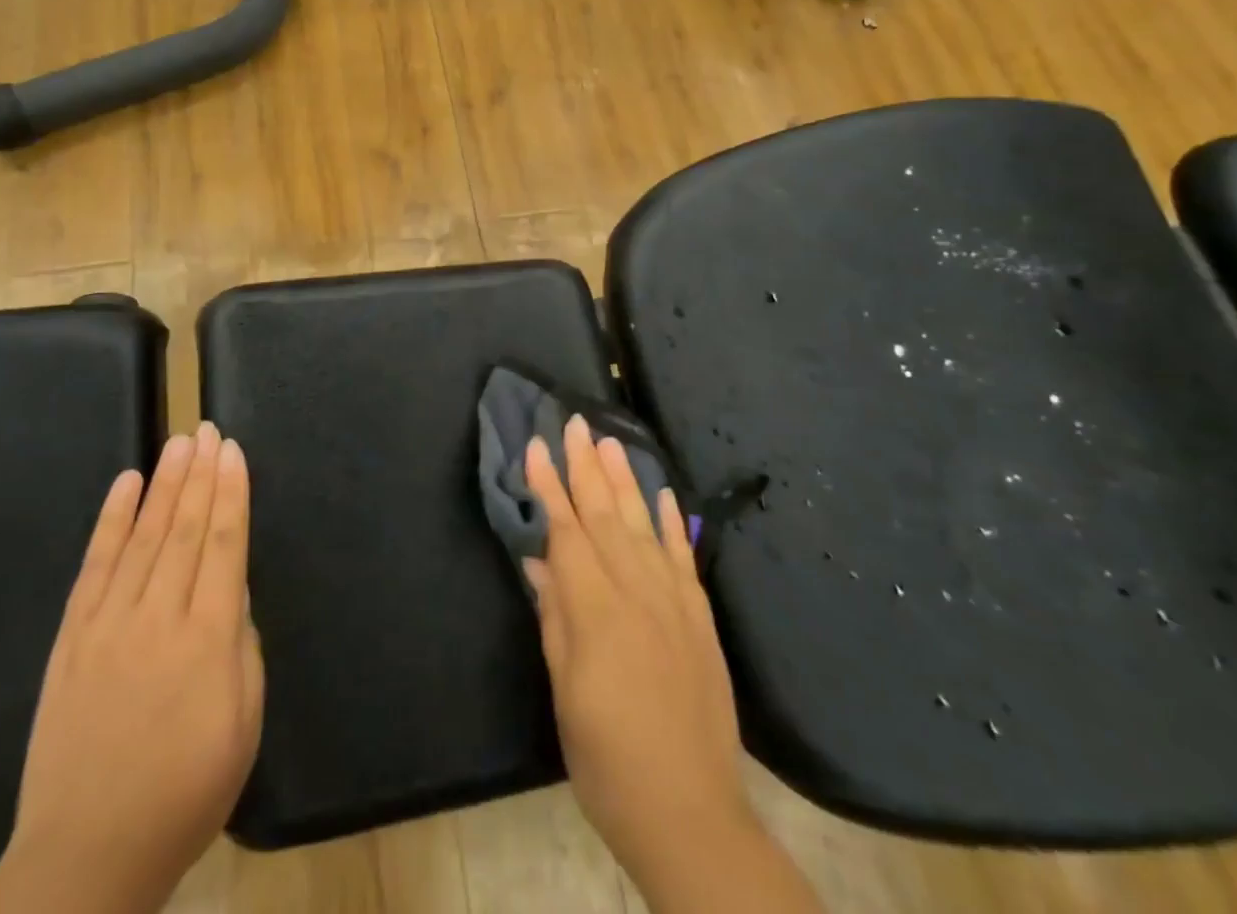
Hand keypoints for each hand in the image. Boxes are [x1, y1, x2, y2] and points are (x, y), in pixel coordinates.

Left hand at [0, 422, 263, 913]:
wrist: (84, 859)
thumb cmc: (184, 794)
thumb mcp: (243, 725)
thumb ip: (242, 646)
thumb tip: (232, 588)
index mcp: (207, 640)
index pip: (223, 545)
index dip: (231, 493)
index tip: (233, 451)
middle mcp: (157, 618)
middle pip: (183, 529)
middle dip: (200, 473)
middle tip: (207, 429)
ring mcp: (108, 625)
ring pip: (142, 536)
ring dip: (163, 483)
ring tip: (178, 442)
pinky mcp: (70, 639)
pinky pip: (94, 566)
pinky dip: (110, 521)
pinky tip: (124, 485)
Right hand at [524, 417, 820, 913]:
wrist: (691, 815)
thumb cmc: (608, 760)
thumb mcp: (564, 692)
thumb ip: (554, 618)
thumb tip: (537, 560)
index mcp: (596, 611)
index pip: (566, 532)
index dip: (549, 487)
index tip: (536, 446)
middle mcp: (636, 592)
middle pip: (605, 515)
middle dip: (585, 466)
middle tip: (575, 422)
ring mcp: (674, 602)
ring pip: (642, 525)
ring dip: (624, 479)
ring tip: (610, 440)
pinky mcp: (700, 617)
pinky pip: (682, 555)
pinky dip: (669, 520)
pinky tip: (660, 492)